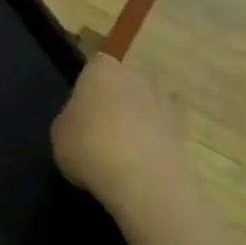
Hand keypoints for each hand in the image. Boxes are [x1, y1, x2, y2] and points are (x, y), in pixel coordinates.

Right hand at [51, 55, 199, 225]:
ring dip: (139, 117)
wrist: (143, 179)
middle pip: (125, 81)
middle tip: (101, 126)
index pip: (94, 65)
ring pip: (148, 103)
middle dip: (116, 98)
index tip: (80, 107)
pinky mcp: (186, 130)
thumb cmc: (89, 146)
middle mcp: (137, 76)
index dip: (87, 85)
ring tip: (124, 146)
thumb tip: (83, 120)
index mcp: (102, 70)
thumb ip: (71, 118)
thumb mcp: (59, 133)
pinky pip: (164, 129)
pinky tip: (143, 160)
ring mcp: (166, 101)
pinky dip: (156, 139)